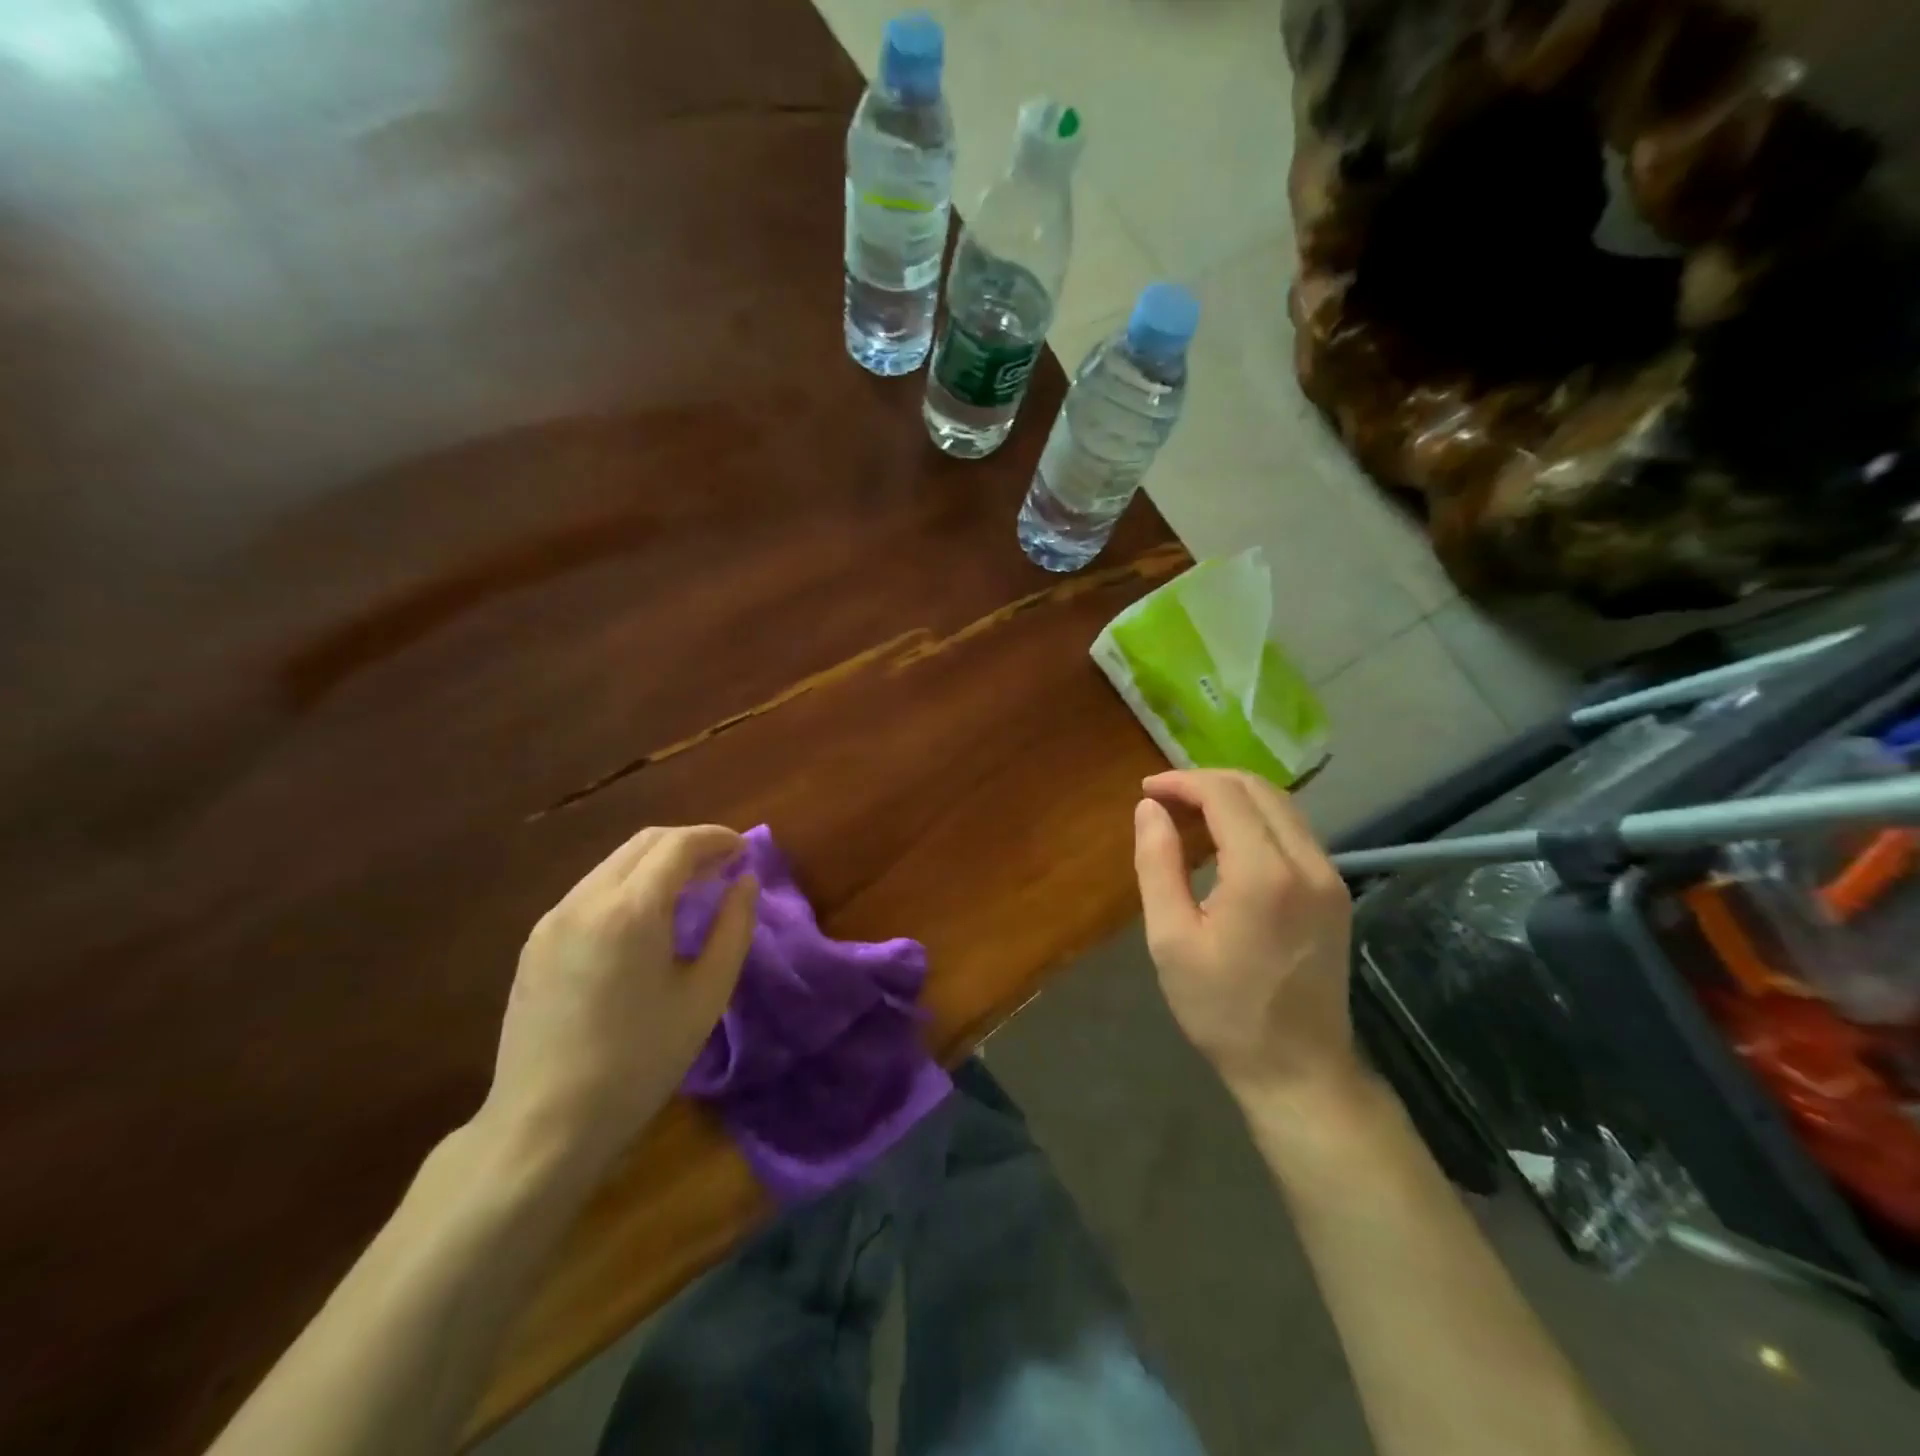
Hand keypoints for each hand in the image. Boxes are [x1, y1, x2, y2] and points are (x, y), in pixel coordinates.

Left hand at [478, 825, 757, 1176]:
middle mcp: (585, 900)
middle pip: (643, 843)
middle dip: (689, 843)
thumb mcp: (705, 996)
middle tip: (723, 865)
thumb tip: (746, 881)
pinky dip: (629, 885)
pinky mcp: (536, 941)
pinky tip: (646, 918)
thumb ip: (733, 928)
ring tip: (691, 888)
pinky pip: (592, 891)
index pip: (678, 845)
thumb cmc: (639, 1061)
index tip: (744, 850)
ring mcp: (553, 918)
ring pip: (615, 863)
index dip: (716, 838)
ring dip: (658, 862)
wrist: (544, 1125)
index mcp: (630, 911)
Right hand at [1132, 770, 1358, 1105]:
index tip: (1147, 790)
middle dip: (1206, 782)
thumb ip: (1157, 865)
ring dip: (1232, 797)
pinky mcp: (1335, 892)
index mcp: (1264, 874)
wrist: (1298, 1070)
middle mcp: (1308, 863)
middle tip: (1163, 800)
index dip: (1182, 782)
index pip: (1225, 795)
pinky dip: (1255, 819)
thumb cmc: (1223, 1010)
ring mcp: (1330, 877)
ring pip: (1281, 806)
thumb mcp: (1171, 939)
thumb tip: (1149, 809)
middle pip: (1258, 789)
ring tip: (1188, 816)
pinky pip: (1294, 832)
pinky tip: (1225, 841)